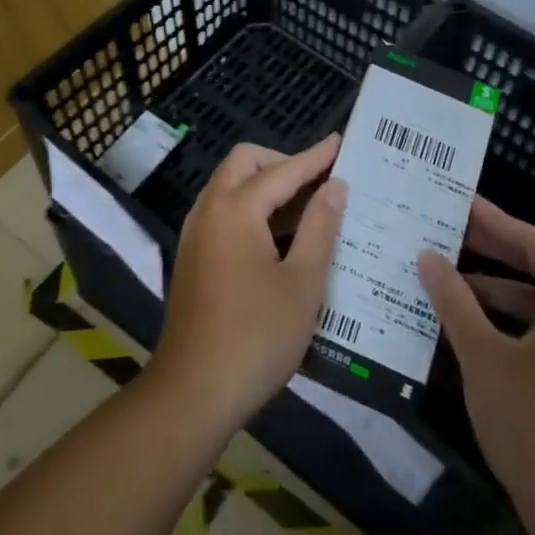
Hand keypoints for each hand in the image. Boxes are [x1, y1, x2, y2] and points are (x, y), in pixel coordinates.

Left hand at [152, 137, 346, 436]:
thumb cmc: (256, 336)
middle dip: (283, 163)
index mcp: (235, 209)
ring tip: (309, 209)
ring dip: (266, 187)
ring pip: (231, 186)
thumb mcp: (302, 283)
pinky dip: (251, 210)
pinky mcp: (193, 256)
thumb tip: (335, 187)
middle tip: (319, 184)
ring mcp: (196, 233)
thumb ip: (320, 227)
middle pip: (246, 163)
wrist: (193, 392)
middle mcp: (209, 209)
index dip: (315, 158)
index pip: (283, 170)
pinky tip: (281, 238)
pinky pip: (224, 212)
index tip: (342, 143)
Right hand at [417, 198, 534, 534]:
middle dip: (488, 252)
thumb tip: (427, 255)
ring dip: (490, 292)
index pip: (532, 243)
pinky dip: (501, 325)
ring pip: (533, 307)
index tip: (458, 200)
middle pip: (534, 271)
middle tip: (443, 230)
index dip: (492, 220)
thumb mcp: (485, 355)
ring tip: (442, 276)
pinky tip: (462, 326)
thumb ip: (454, 300)